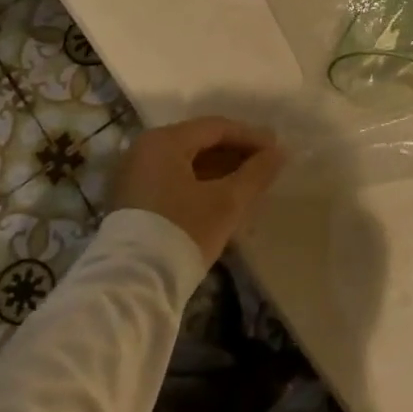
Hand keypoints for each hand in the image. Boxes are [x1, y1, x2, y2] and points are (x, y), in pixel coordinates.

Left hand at [111, 117, 284, 265]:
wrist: (134, 283)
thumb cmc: (184, 231)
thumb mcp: (227, 202)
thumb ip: (256, 173)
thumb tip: (280, 153)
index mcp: (164, 141)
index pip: (216, 128)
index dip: (250, 137)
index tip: (277, 150)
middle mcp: (144, 150)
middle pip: (200, 143)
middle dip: (236, 153)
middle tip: (267, 165)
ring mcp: (134, 176)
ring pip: (187, 163)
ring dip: (220, 170)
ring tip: (250, 183)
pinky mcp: (133, 201)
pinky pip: (174, 180)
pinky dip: (200, 184)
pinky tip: (223, 198)